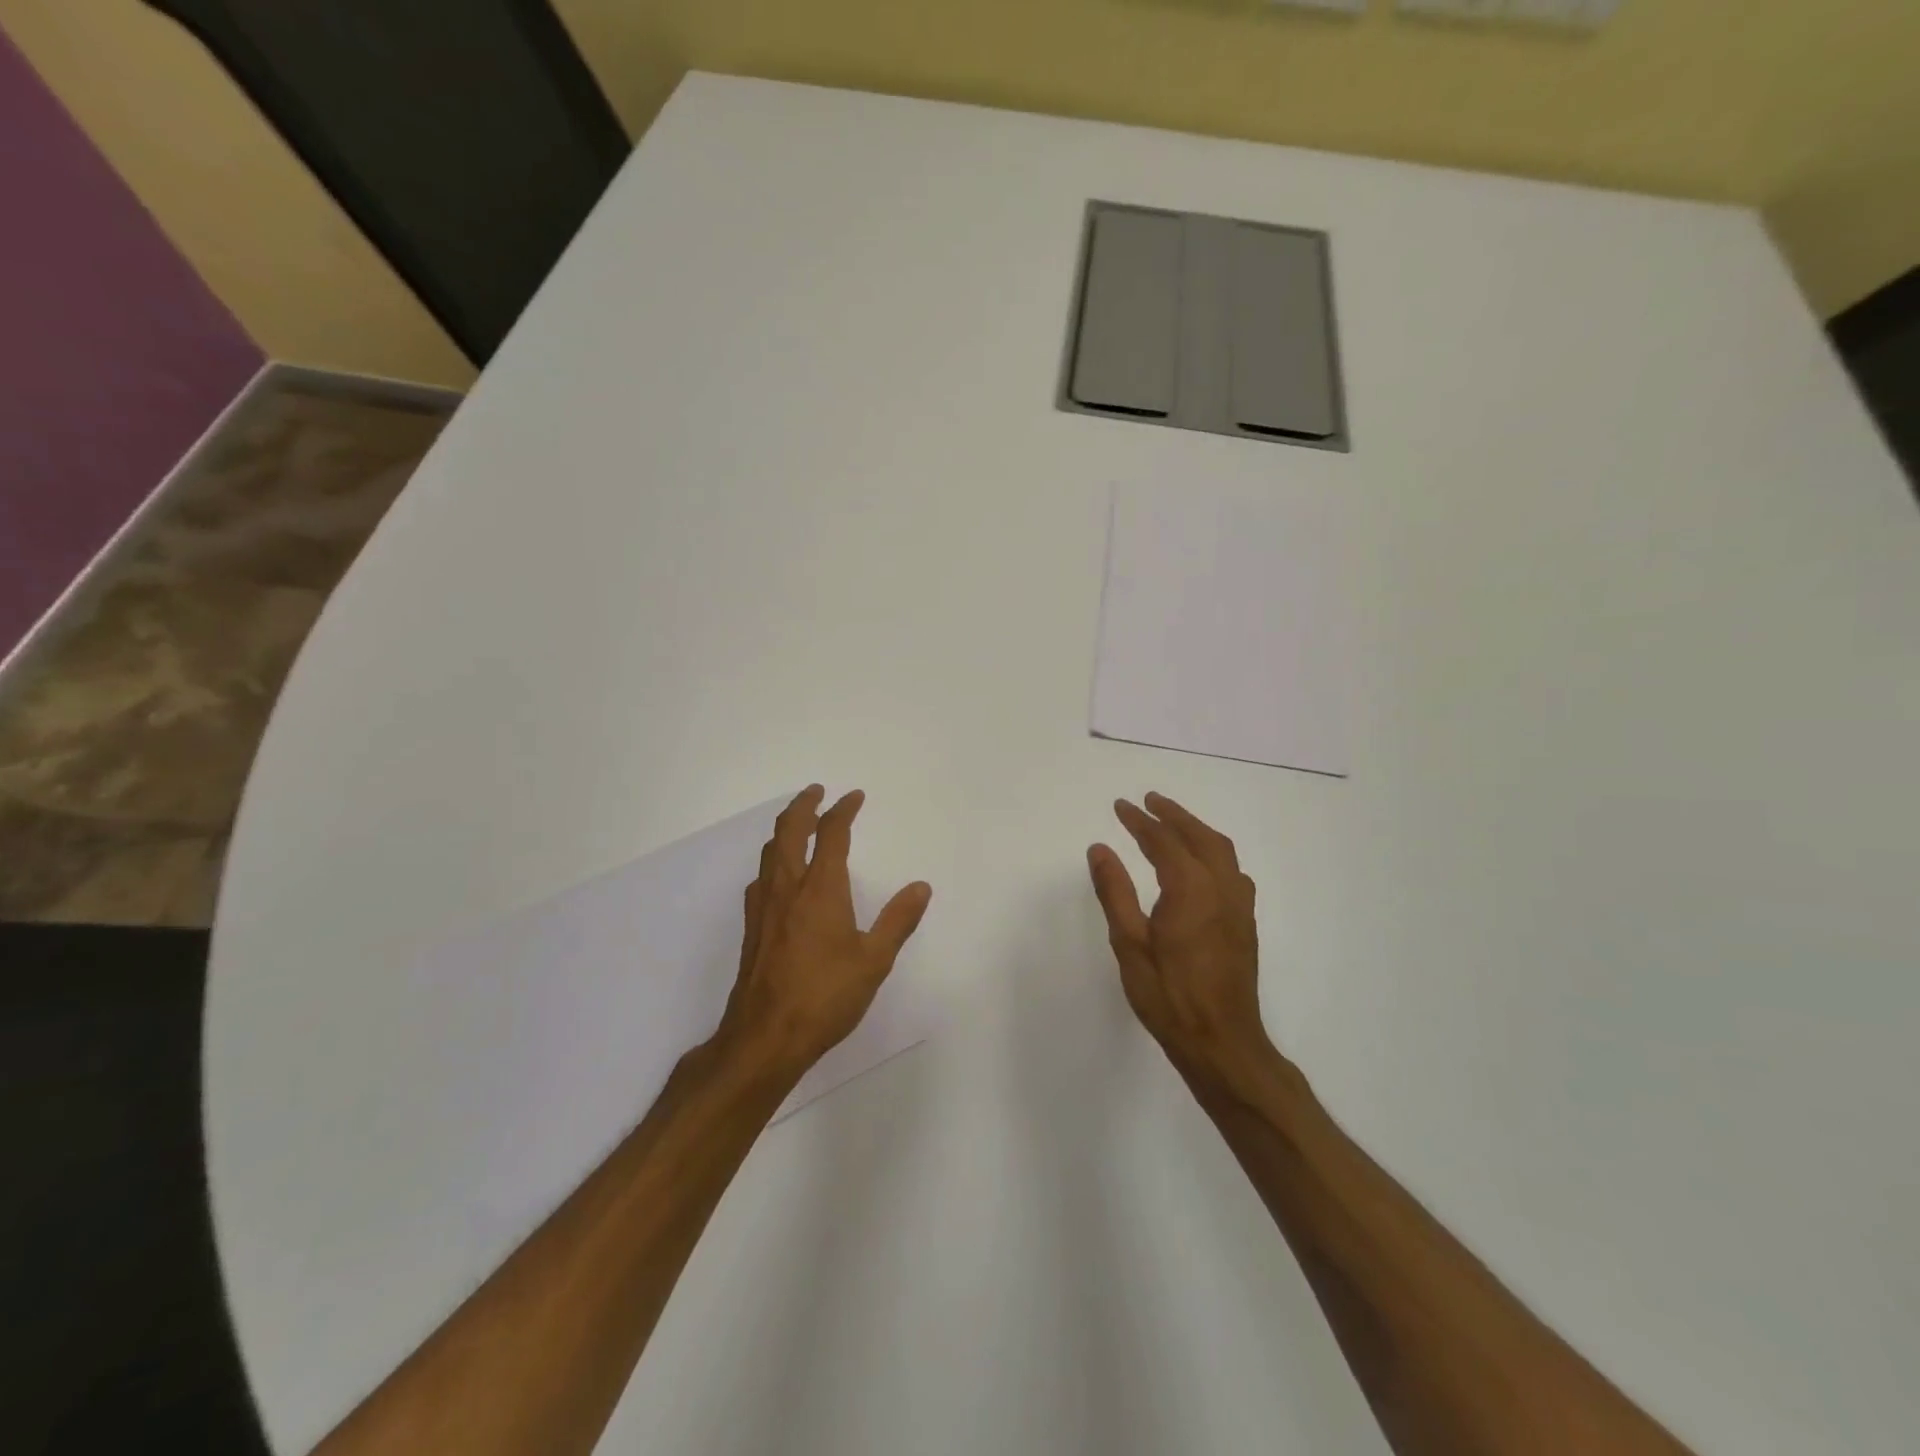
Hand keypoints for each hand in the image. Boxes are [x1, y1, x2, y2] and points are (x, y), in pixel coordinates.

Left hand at [714, 785, 931, 1078]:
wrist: (764, 1037)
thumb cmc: (825, 997)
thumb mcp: (874, 961)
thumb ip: (898, 920)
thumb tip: (921, 886)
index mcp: (821, 889)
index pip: (830, 834)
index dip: (843, 810)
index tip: (854, 797)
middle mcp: (787, 888)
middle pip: (789, 831)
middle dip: (804, 805)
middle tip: (817, 791)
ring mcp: (764, 907)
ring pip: (770, 852)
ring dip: (785, 829)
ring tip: (798, 824)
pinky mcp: (752, 928)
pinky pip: (762, 877)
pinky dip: (774, 860)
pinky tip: (779, 877)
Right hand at [1087, 793, 1279, 1098]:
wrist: (1222, 1043)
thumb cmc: (1169, 996)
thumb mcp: (1129, 944)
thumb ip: (1115, 892)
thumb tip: (1099, 848)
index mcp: (1191, 890)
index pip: (1163, 842)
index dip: (1139, 821)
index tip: (1120, 806)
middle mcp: (1221, 888)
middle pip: (1200, 837)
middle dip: (1174, 814)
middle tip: (1149, 800)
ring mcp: (1238, 906)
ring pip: (1222, 851)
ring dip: (1196, 829)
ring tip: (1173, 821)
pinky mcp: (1245, 923)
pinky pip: (1232, 870)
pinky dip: (1214, 851)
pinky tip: (1202, 862)